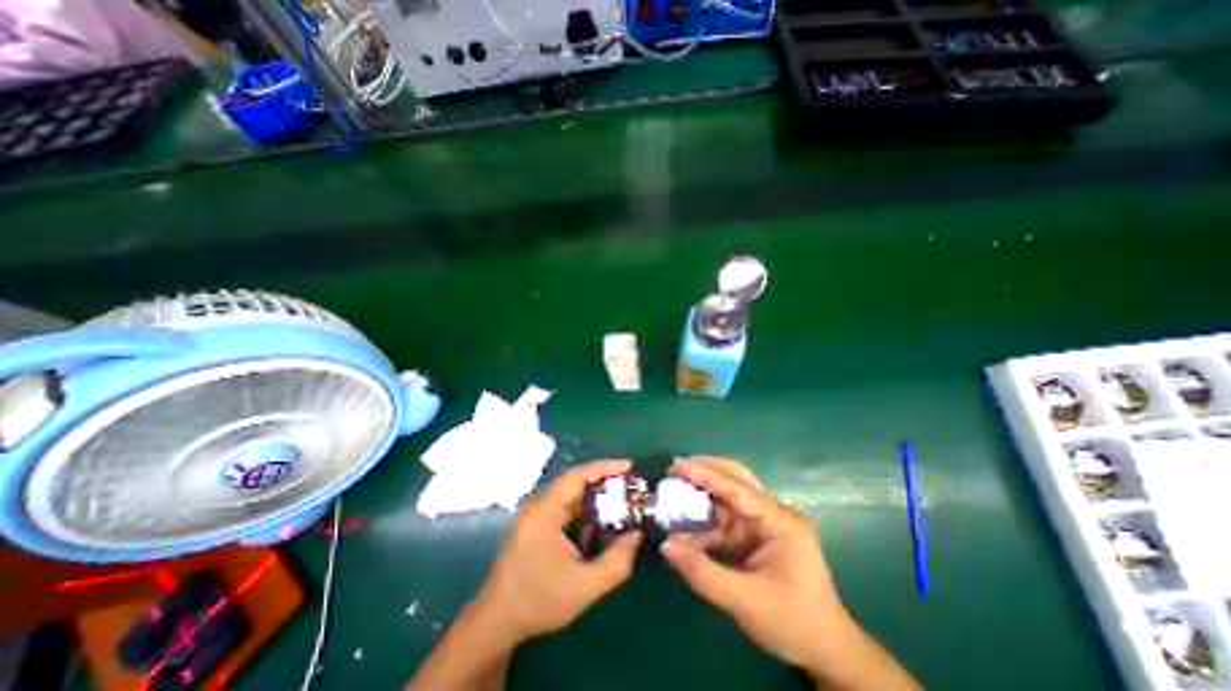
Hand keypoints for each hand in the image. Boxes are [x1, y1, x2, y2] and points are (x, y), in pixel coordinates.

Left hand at [473, 459, 645, 643]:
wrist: (498, 621)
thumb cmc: (539, 601)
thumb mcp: (585, 587)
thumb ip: (617, 562)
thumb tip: (636, 534)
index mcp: (544, 511)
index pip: (577, 476)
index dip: (604, 467)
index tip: (629, 466)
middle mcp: (539, 505)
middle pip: (576, 483)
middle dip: (605, 483)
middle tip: (632, 487)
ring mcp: (537, 514)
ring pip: (573, 497)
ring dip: (597, 500)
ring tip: (623, 505)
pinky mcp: (538, 524)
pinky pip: (567, 509)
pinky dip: (586, 513)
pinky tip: (600, 528)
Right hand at [660, 459, 851, 674]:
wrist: (824, 652)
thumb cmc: (792, 622)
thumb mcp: (745, 600)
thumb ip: (703, 571)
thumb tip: (666, 544)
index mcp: (780, 521)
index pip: (738, 489)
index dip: (705, 475)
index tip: (677, 464)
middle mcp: (772, 515)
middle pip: (736, 481)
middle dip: (706, 472)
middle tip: (675, 468)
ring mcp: (763, 526)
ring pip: (728, 500)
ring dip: (702, 497)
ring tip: (674, 493)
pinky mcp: (754, 539)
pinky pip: (725, 523)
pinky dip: (705, 524)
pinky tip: (685, 529)